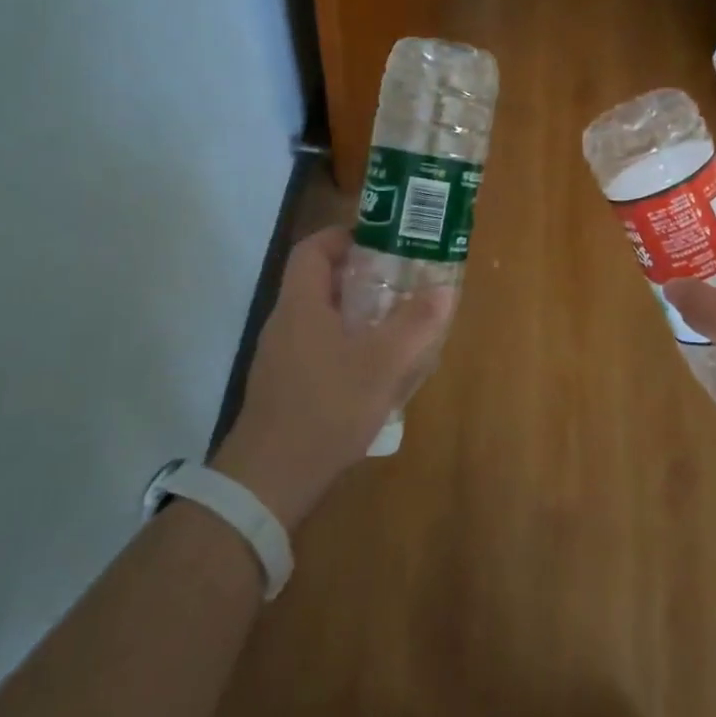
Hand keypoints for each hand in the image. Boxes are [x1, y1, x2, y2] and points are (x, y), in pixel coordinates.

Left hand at [211, 227, 452, 528]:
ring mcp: (281, 357)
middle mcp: (285, 323)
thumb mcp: (383, 364)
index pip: (313, 249)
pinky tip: (374, 371)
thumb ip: (416, 324)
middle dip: (361, 276)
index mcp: (301, 305)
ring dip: (356, 313)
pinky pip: (318, 348)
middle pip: (320, 281)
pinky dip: (346, 344)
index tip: (381, 240)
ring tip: (396, 323)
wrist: (270, 480)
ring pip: (321, 317)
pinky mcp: (284, 386)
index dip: (344, 235)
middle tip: (401, 281)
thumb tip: (445, 289)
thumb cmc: (327, 408)